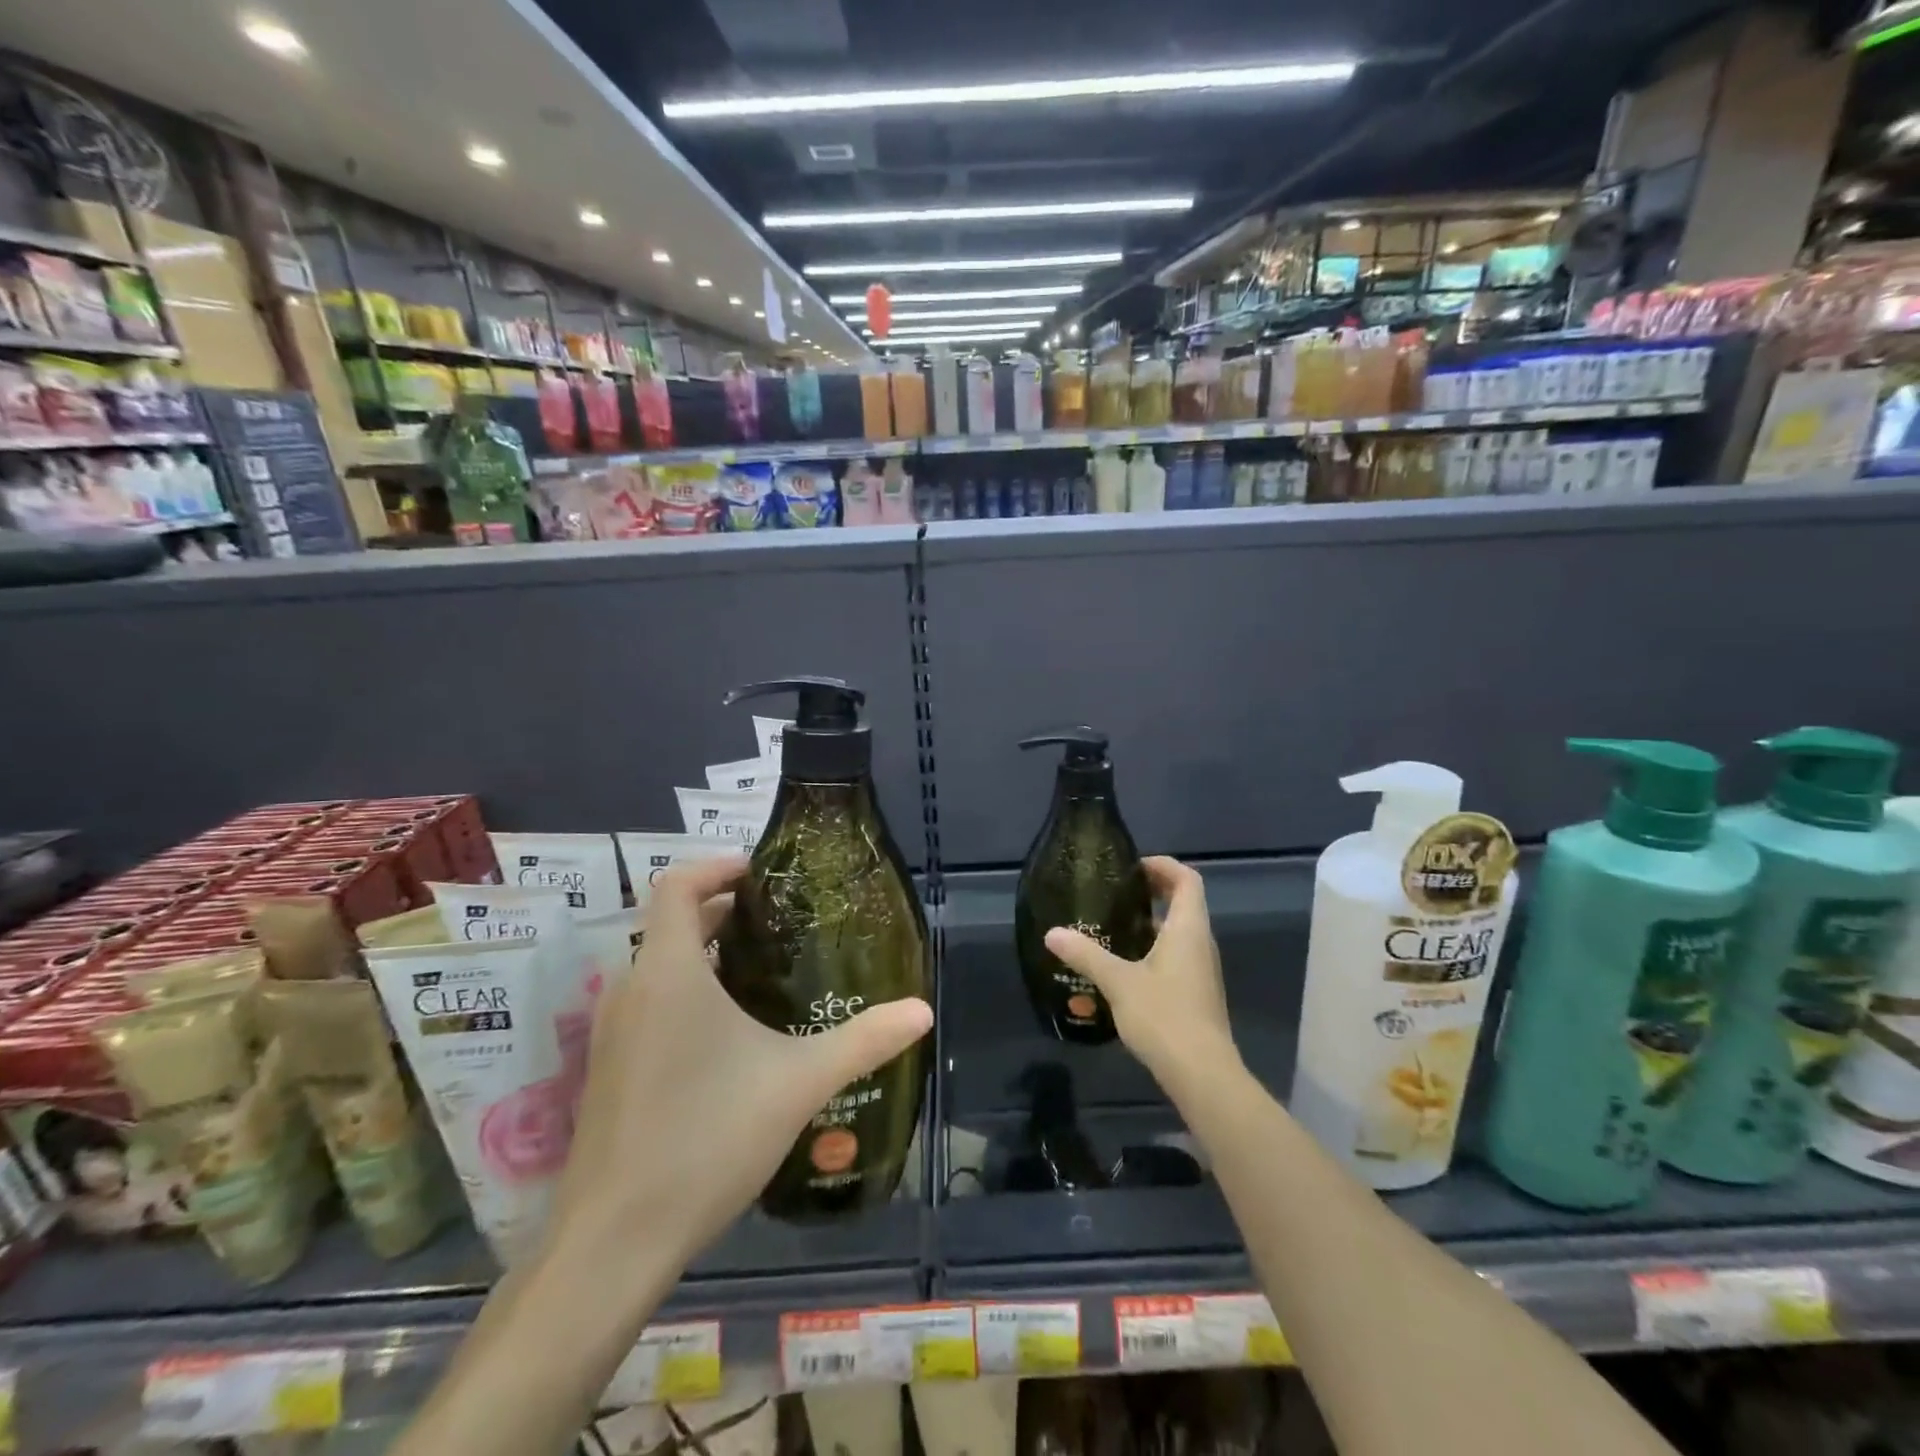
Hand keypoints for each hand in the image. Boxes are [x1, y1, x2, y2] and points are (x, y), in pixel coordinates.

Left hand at [551, 854, 932, 1266]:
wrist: (613, 1243)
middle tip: (783, 922)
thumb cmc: (706, 1139)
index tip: (764, 874)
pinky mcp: (609, 1069)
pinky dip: (688, 992)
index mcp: (669, 972)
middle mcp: (632, 989)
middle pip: (672, 923)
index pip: (677, 885)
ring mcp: (614, 1032)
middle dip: (725, 912)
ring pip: (661, 966)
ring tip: (765, 971)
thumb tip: (923, 1010)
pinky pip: (650, 1004)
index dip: (717, 866)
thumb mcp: (799, 1083)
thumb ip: (864, 1041)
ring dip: (707, 954)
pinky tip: (730, 1035)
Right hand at [1045, 856, 1239, 1097]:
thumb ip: (1086, 954)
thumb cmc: (1165, 1016)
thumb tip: (1052, 933)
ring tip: (1111, 927)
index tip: (1132, 868)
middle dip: (1151, 893)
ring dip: (1149, 924)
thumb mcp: (1118, 982)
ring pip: (1177, 933)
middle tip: (1114, 894)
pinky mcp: (1194, 993)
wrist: (1203, 1074)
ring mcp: (1200, 970)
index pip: (1187, 880)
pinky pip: (1174, 957)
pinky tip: (1120, 968)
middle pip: (1183, 903)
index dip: (1163, 866)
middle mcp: (1200, 943)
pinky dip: (1151, 951)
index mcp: (1188, 929)